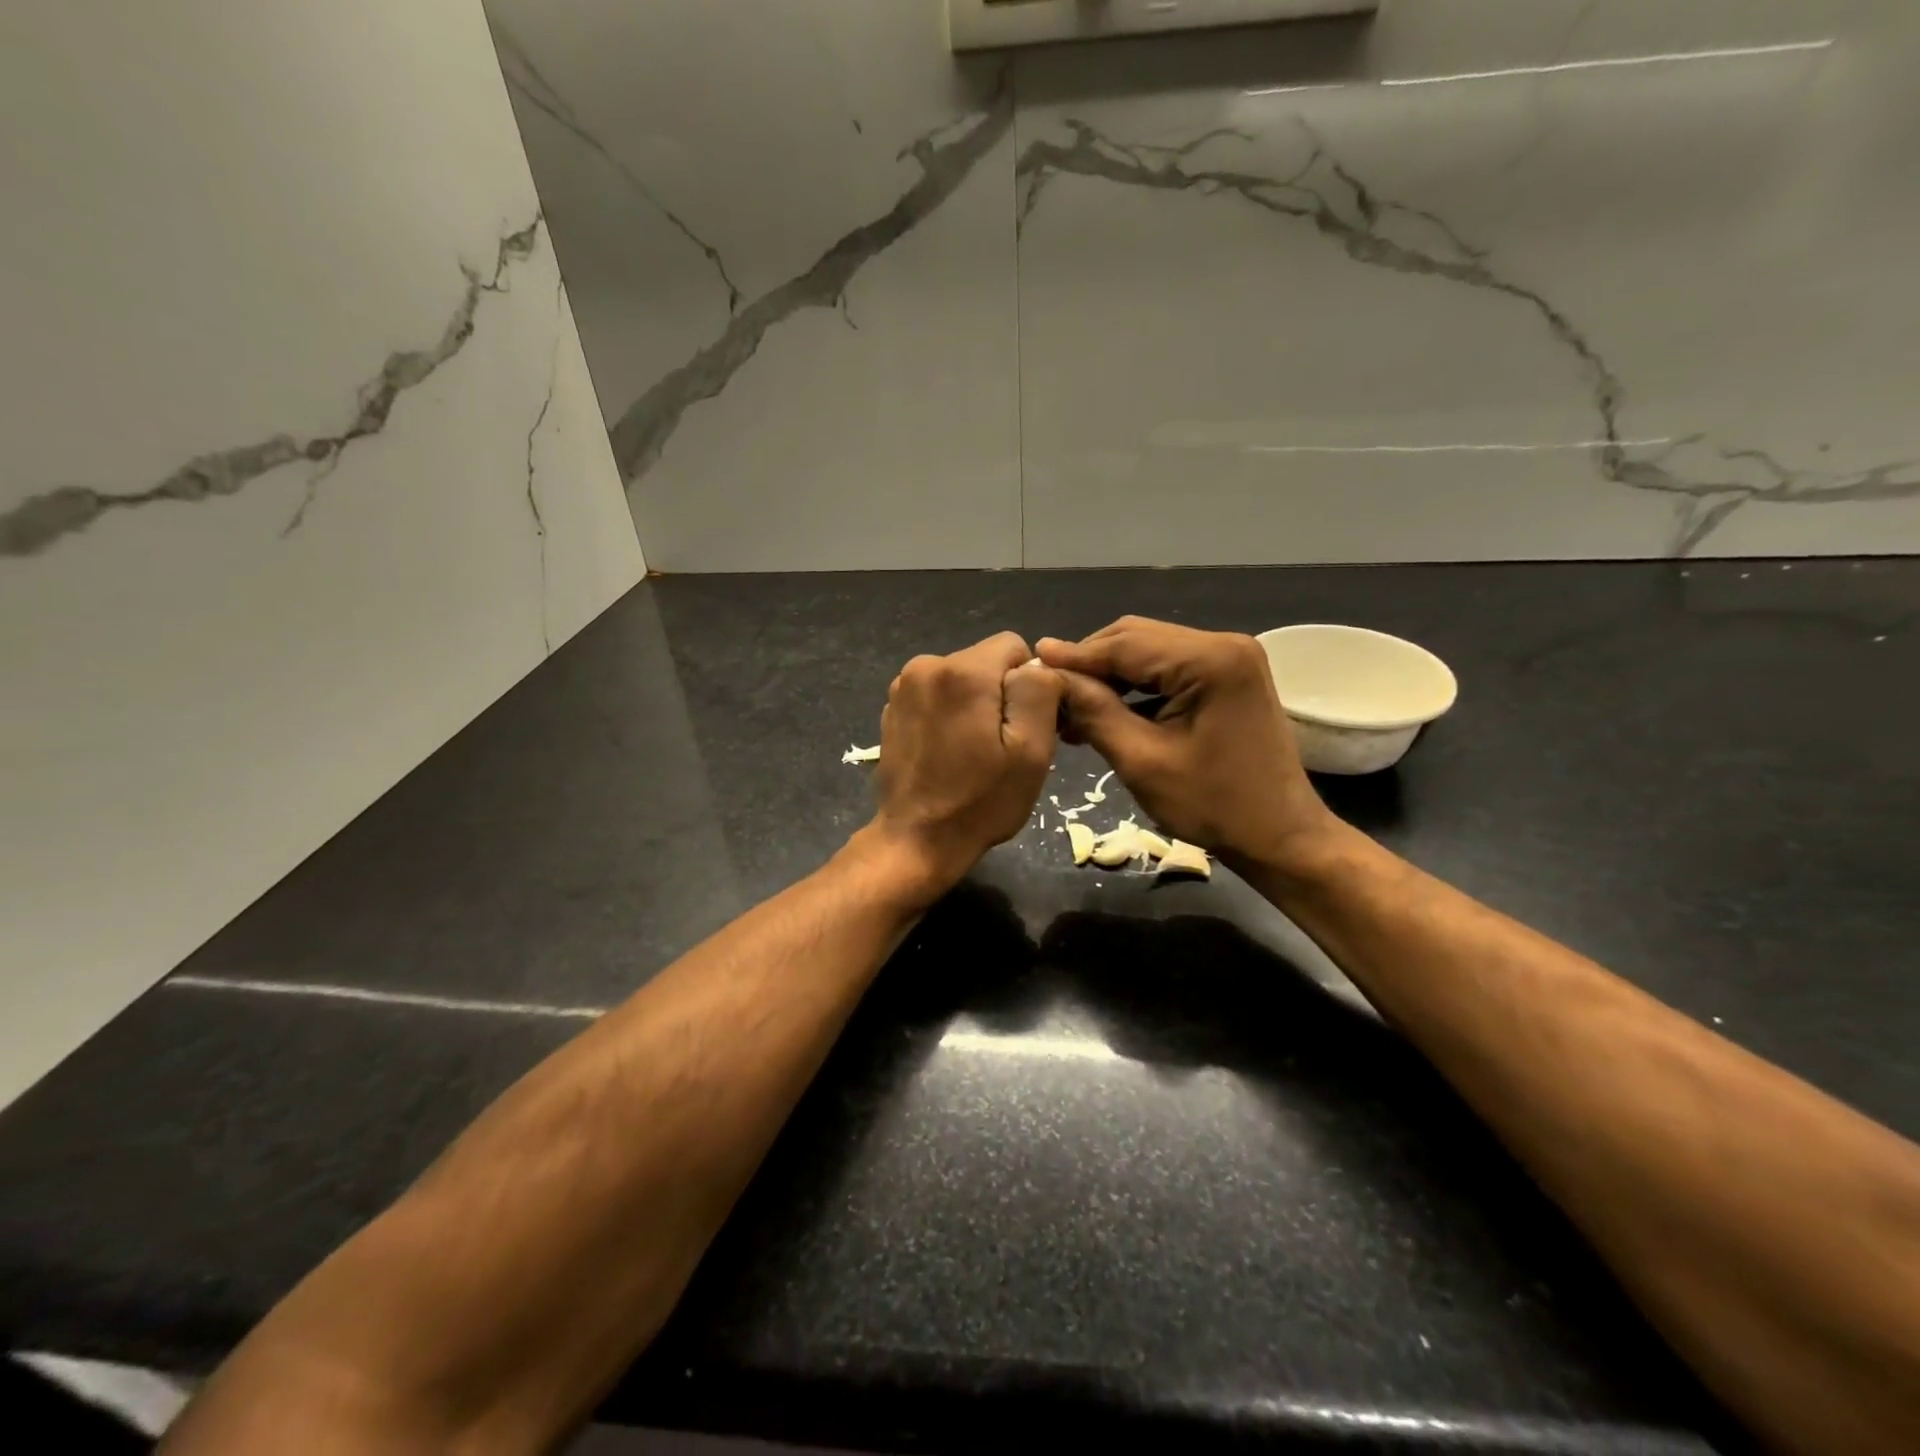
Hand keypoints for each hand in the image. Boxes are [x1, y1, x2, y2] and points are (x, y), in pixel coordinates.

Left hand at [865, 631, 1061, 898]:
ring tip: (974, 752)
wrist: (916, 840)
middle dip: (1001, 694)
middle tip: (1001, 745)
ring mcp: (903, 686)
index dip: (1029, 683)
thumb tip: (1037, 664)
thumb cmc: (981, 801)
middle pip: (986, 662)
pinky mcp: (892, 708)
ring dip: (975, 705)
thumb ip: (1039, 692)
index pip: (1014, 647)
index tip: (1025, 726)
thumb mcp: (1031, 751)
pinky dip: (949, 714)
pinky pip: (938, 695)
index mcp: (962, 671)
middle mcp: (926, 665)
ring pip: (962, 678)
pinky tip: (948, 752)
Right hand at [1037, 617, 1335, 871]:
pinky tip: (1107, 712)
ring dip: (1110, 677)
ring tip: (1072, 711)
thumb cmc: (1213, 806)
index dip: (1073, 657)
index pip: (1124, 645)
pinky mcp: (1228, 675)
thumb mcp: (1142, 760)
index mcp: (1209, 660)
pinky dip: (1135, 687)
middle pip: (1136, 638)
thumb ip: (1094, 710)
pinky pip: (1168, 669)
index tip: (1029, 668)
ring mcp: (1230, 657)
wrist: (1280, 836)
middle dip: (1090, 665)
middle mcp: (1223, 644)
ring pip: (1149, 652)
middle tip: (1052, 698)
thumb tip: (1049, 673)